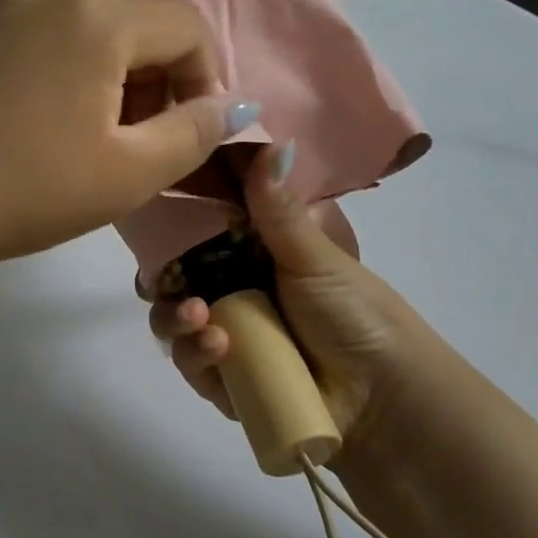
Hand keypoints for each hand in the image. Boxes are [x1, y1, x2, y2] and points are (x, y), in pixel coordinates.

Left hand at [0, 0, 255, 287]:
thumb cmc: (25, 190)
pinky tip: (48, 116)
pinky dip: (72, 64)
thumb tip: (235, 105)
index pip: (186, 25)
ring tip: (97, 131)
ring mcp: (5, 7)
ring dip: (117, 69)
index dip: (205, 79)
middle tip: (143, 138)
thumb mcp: (128, 173)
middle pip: (140, 17)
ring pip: (93, 22)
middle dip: (161, 73)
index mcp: (97, 16)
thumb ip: (195, 132)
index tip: (189, 134)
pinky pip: (48, 30)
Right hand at [147, 143, 448, 455]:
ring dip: (174, 317)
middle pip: (173, 276)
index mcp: (252, 253)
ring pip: (173, 319)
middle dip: (160, 277)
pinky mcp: (223, 379)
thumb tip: (270, 139)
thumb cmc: (354, 313)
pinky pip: (190, 362)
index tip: (154, 210)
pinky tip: (217, 348)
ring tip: (196, 317)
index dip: (172, 219)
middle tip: (163, 279)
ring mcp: (226, 334)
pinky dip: (195, 353)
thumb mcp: (314, 257)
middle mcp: (232, 289)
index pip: (199, 228)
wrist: (384, 398)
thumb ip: (277, 208)